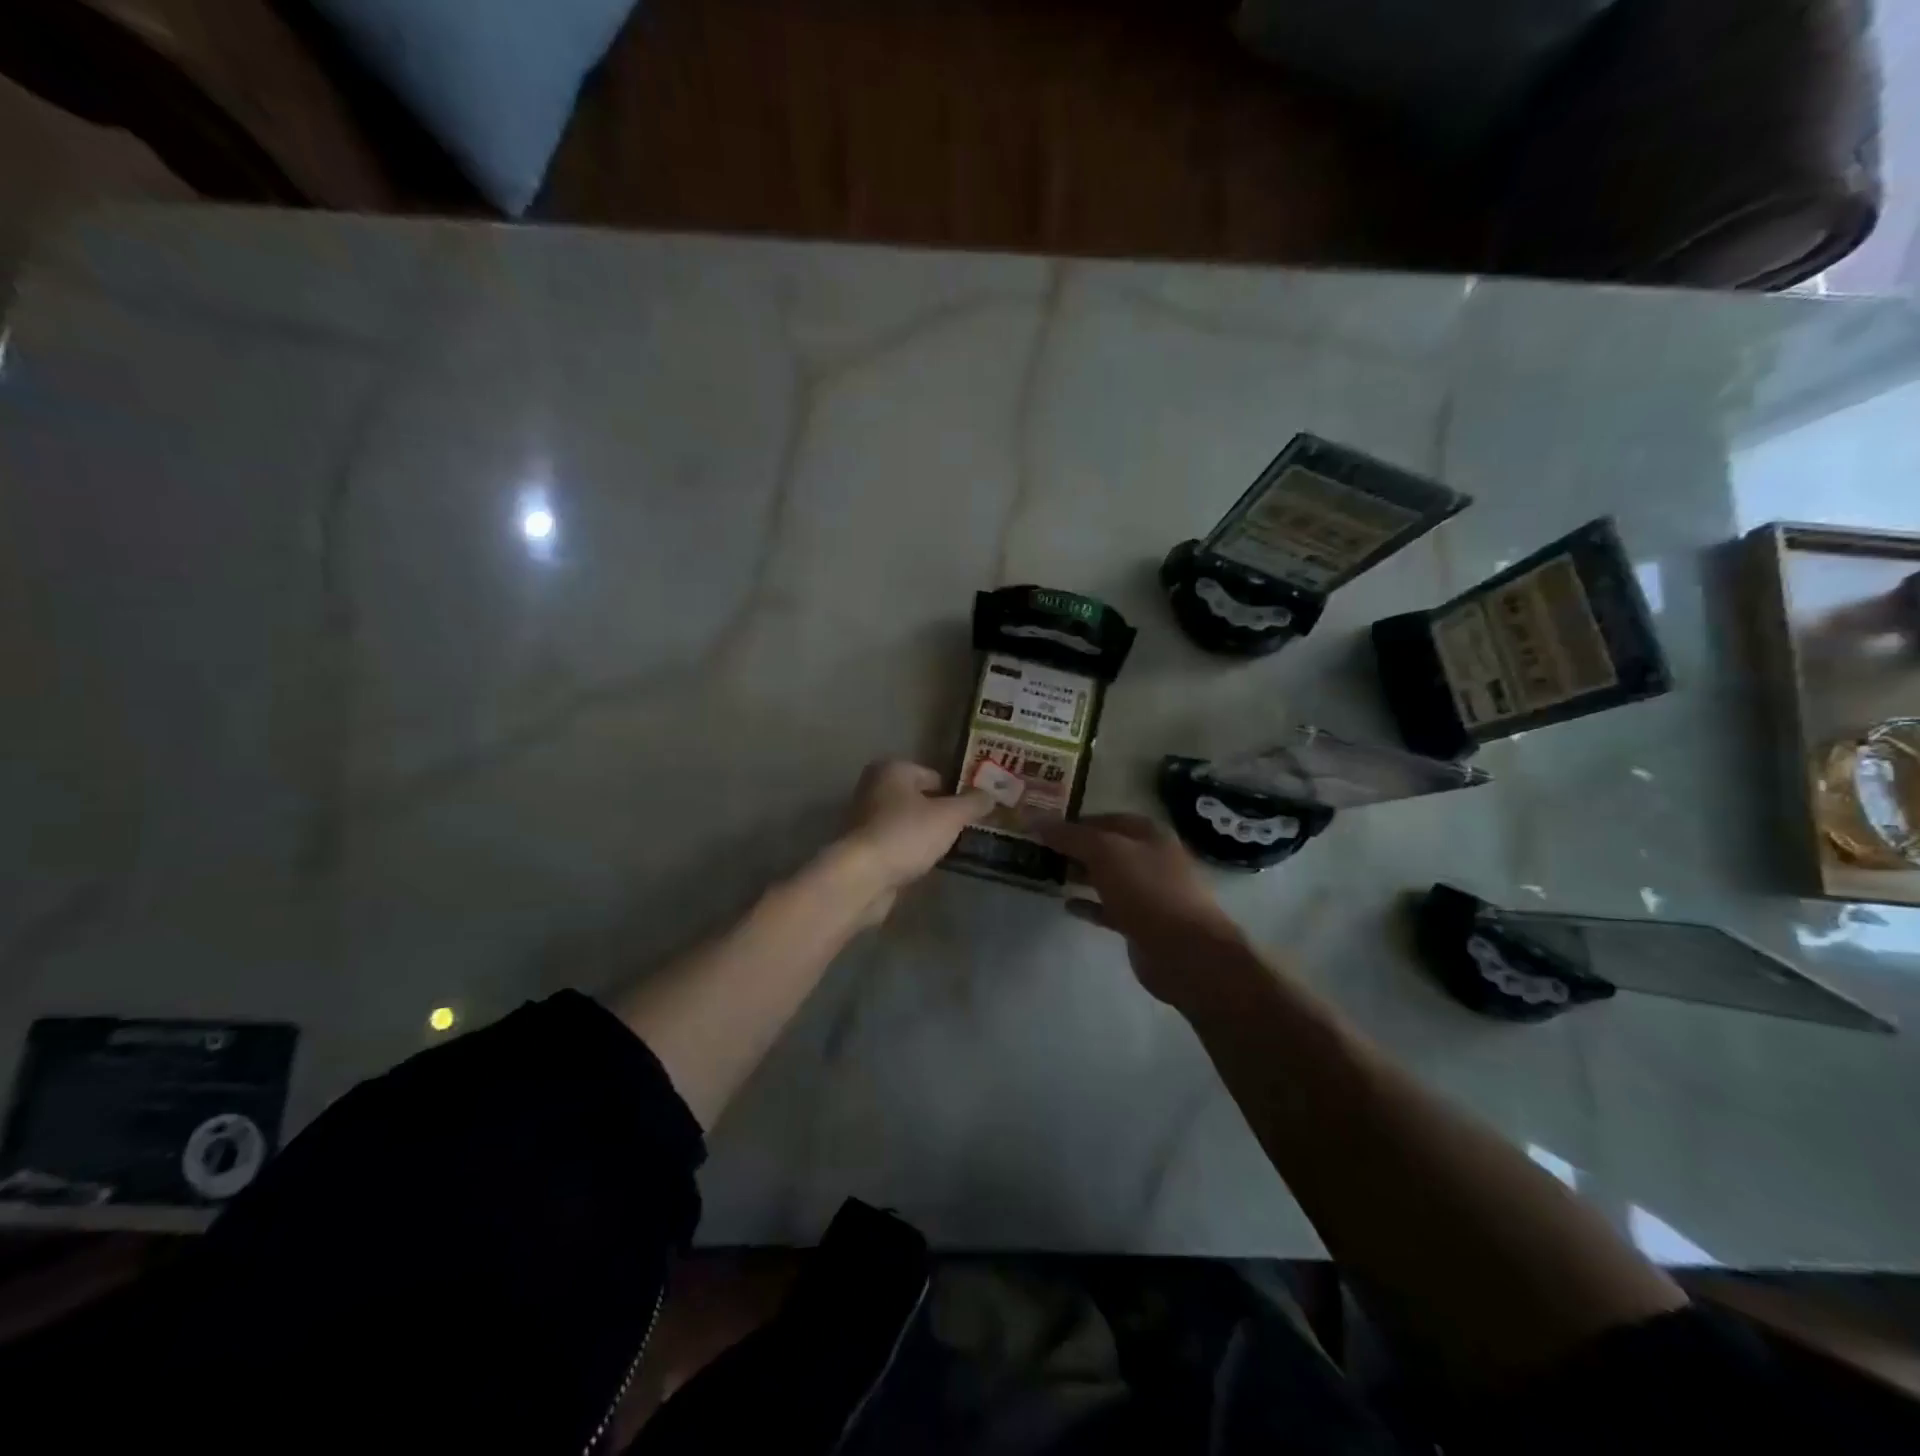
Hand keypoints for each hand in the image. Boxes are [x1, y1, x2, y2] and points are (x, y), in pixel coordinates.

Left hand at [840, 760, 992, 923]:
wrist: (862, 877)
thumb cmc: (906, 834)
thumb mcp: (950, 816)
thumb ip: (972, 803)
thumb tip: (990, 794)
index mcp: (892, 769)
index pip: (934, 776)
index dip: (955, 793)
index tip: (972, 813)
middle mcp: (874, 787)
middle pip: (919, 798)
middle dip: (939, 814)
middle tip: (963, 831)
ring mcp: (864, 819)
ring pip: (907, 822)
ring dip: (924, 834)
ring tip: (947, 850)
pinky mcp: (862, 848)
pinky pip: (896, 844)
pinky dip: (909, 852)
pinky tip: (924, 864)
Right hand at [1028, 813, 1246, 1009]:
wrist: (1185, 952)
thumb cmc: (1147, 890)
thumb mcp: (1104, 853)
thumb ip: (1070, 836)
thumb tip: (1034, 818)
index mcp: (1150, 834)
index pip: (1108, 819)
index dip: (1077, 821)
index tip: (1045, 827)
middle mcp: (1152, 859)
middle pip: (1108, 848)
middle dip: (1076, 848)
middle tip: (1040, 851)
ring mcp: (1149, 893)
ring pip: (1108, 878)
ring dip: (1081, 875)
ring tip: (1048, 874)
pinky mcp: (1142, 924)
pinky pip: (1110, 908)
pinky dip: (1089, 905)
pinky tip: (1067, 905)